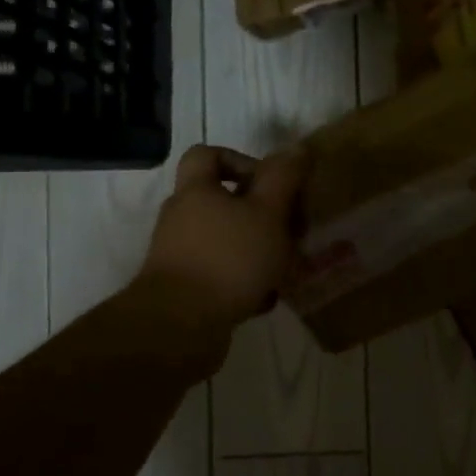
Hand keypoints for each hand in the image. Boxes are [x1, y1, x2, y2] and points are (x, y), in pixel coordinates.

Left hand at [136, 145, 308, 335]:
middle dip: (260, 213)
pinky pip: (220, 276)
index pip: (207, 155)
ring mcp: (179, 256)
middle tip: (290, 228)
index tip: (269, 182)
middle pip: (221, 201)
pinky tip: (266, 298)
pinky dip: (243, 282)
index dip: (240, 159)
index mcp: (196, 191)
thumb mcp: (267, 212)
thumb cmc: (228, 258)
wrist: (178, 327)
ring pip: (225, 241)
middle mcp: (182, 218)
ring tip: (286, 265)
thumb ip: (283, 178)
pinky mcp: (184, 290)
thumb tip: (296, 148)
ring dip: (256, 250)